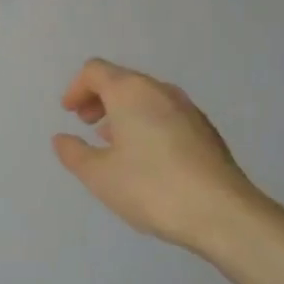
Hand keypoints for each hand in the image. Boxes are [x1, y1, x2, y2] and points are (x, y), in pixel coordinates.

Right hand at [52, 58, 262, 252]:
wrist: (221, 213)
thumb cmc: (151, 188)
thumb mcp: (99, 176)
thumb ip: (74, 153)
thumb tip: (62, 139)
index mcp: (131, 92)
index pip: (95, 71)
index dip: (76, 88)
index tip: (68, 114)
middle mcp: (161, 91)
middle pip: (123, 80)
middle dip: (99, 98)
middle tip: (85, 124)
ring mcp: (188, 109)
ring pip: (146, 98)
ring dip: (123, 112)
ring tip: (111, 142)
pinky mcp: (205, 131)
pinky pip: (165, 115)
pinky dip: (145, 123)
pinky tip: (144, 157)